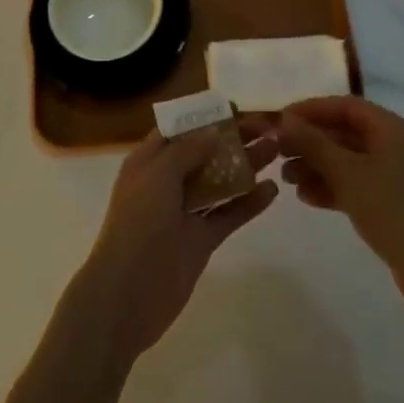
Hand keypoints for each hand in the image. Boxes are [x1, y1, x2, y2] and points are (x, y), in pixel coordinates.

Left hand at [72, 117, 278, 362]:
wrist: (128, 295)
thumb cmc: (138, 224)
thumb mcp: (158, 175)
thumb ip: (187, 151)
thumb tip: (213, 132)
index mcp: (148, 161)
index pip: (179, 129)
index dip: (204, 117)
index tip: (235, 107)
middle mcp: (167, 182)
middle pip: (203, 152)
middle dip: (232, 138)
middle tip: (266, 128)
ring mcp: (185, 212)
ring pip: (219, 182)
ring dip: (245, 166)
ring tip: (276, 151)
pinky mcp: (201, 240)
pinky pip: (228, 214)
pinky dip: (248, 203)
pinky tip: (272, 191)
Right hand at [277, 96, 403, 316]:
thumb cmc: (392, 211)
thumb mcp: (347, 173)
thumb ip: (313, 143)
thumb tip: (284, 119)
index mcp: (390, 129)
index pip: (344, 106)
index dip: (311, 109)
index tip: (280, 120)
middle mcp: (393, 146)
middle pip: (344, 133)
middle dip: (310, 142)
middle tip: (277, 152)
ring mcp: (393, 176)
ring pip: (346, 161)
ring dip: (316, 166)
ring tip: (287, 179)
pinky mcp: (391, 203)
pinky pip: (354, 184)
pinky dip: (331, 187)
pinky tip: (306, 198)